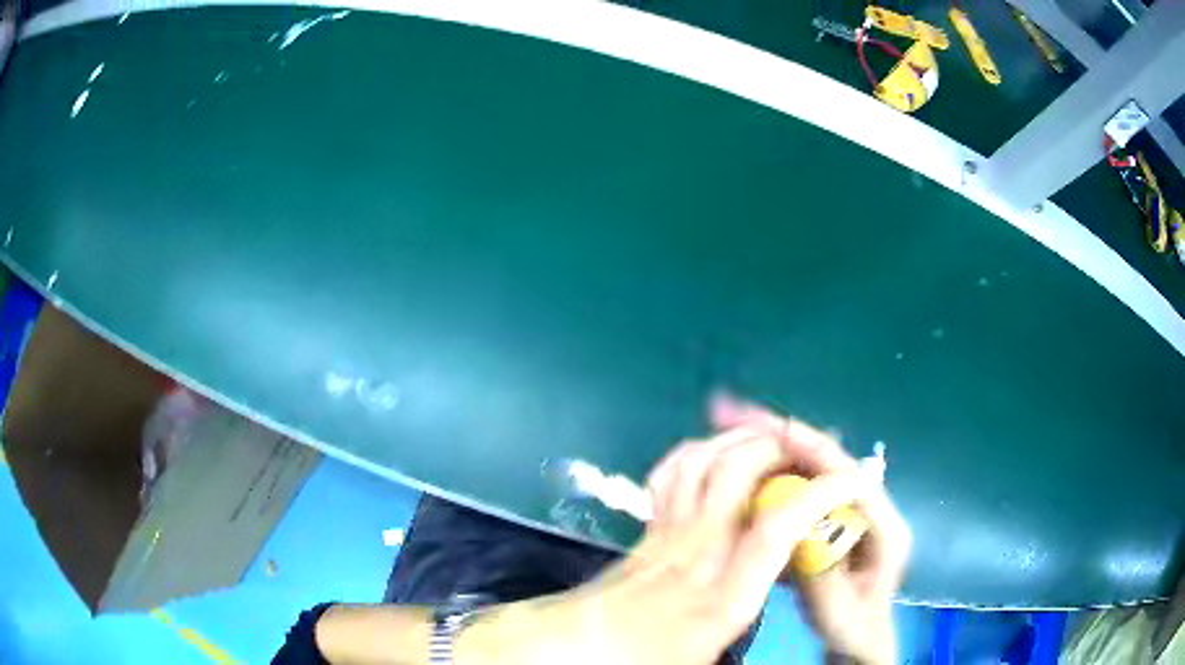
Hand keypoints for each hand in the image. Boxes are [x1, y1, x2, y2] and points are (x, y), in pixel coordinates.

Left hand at [461, 420, 887, 664]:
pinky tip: (718, 459)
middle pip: (736, 470)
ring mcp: (664, 532)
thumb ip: (753, 622)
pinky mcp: (646, 527)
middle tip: (809, 452)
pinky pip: (670, 473)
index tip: (853, 478)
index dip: (820, 493)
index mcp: (721, 597)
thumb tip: (783, 586)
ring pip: (701, 460)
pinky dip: (699, 452)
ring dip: (740, 440)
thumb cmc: (646, 660)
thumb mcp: (710, 656)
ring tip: (771, 446)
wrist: (574, 648)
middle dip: (780, 448)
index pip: (777, 526)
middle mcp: (695, 552)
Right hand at [711, 396, 911, 664]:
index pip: (847, 474)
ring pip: (810, 473)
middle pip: (826, 461)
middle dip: (782, 436)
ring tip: (730, 432)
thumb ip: (820, 571)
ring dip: (772, 451)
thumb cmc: (852, 629)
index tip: (766, 427)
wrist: (859, 640)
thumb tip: (791, 527)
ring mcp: (850, 512)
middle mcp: (869, 507)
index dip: (808, 447)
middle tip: (732, 413)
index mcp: (883, 525)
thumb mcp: (836, 610)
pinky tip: (740, 472)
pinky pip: (801, 492)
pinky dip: (771, 478)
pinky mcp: (832, 521)